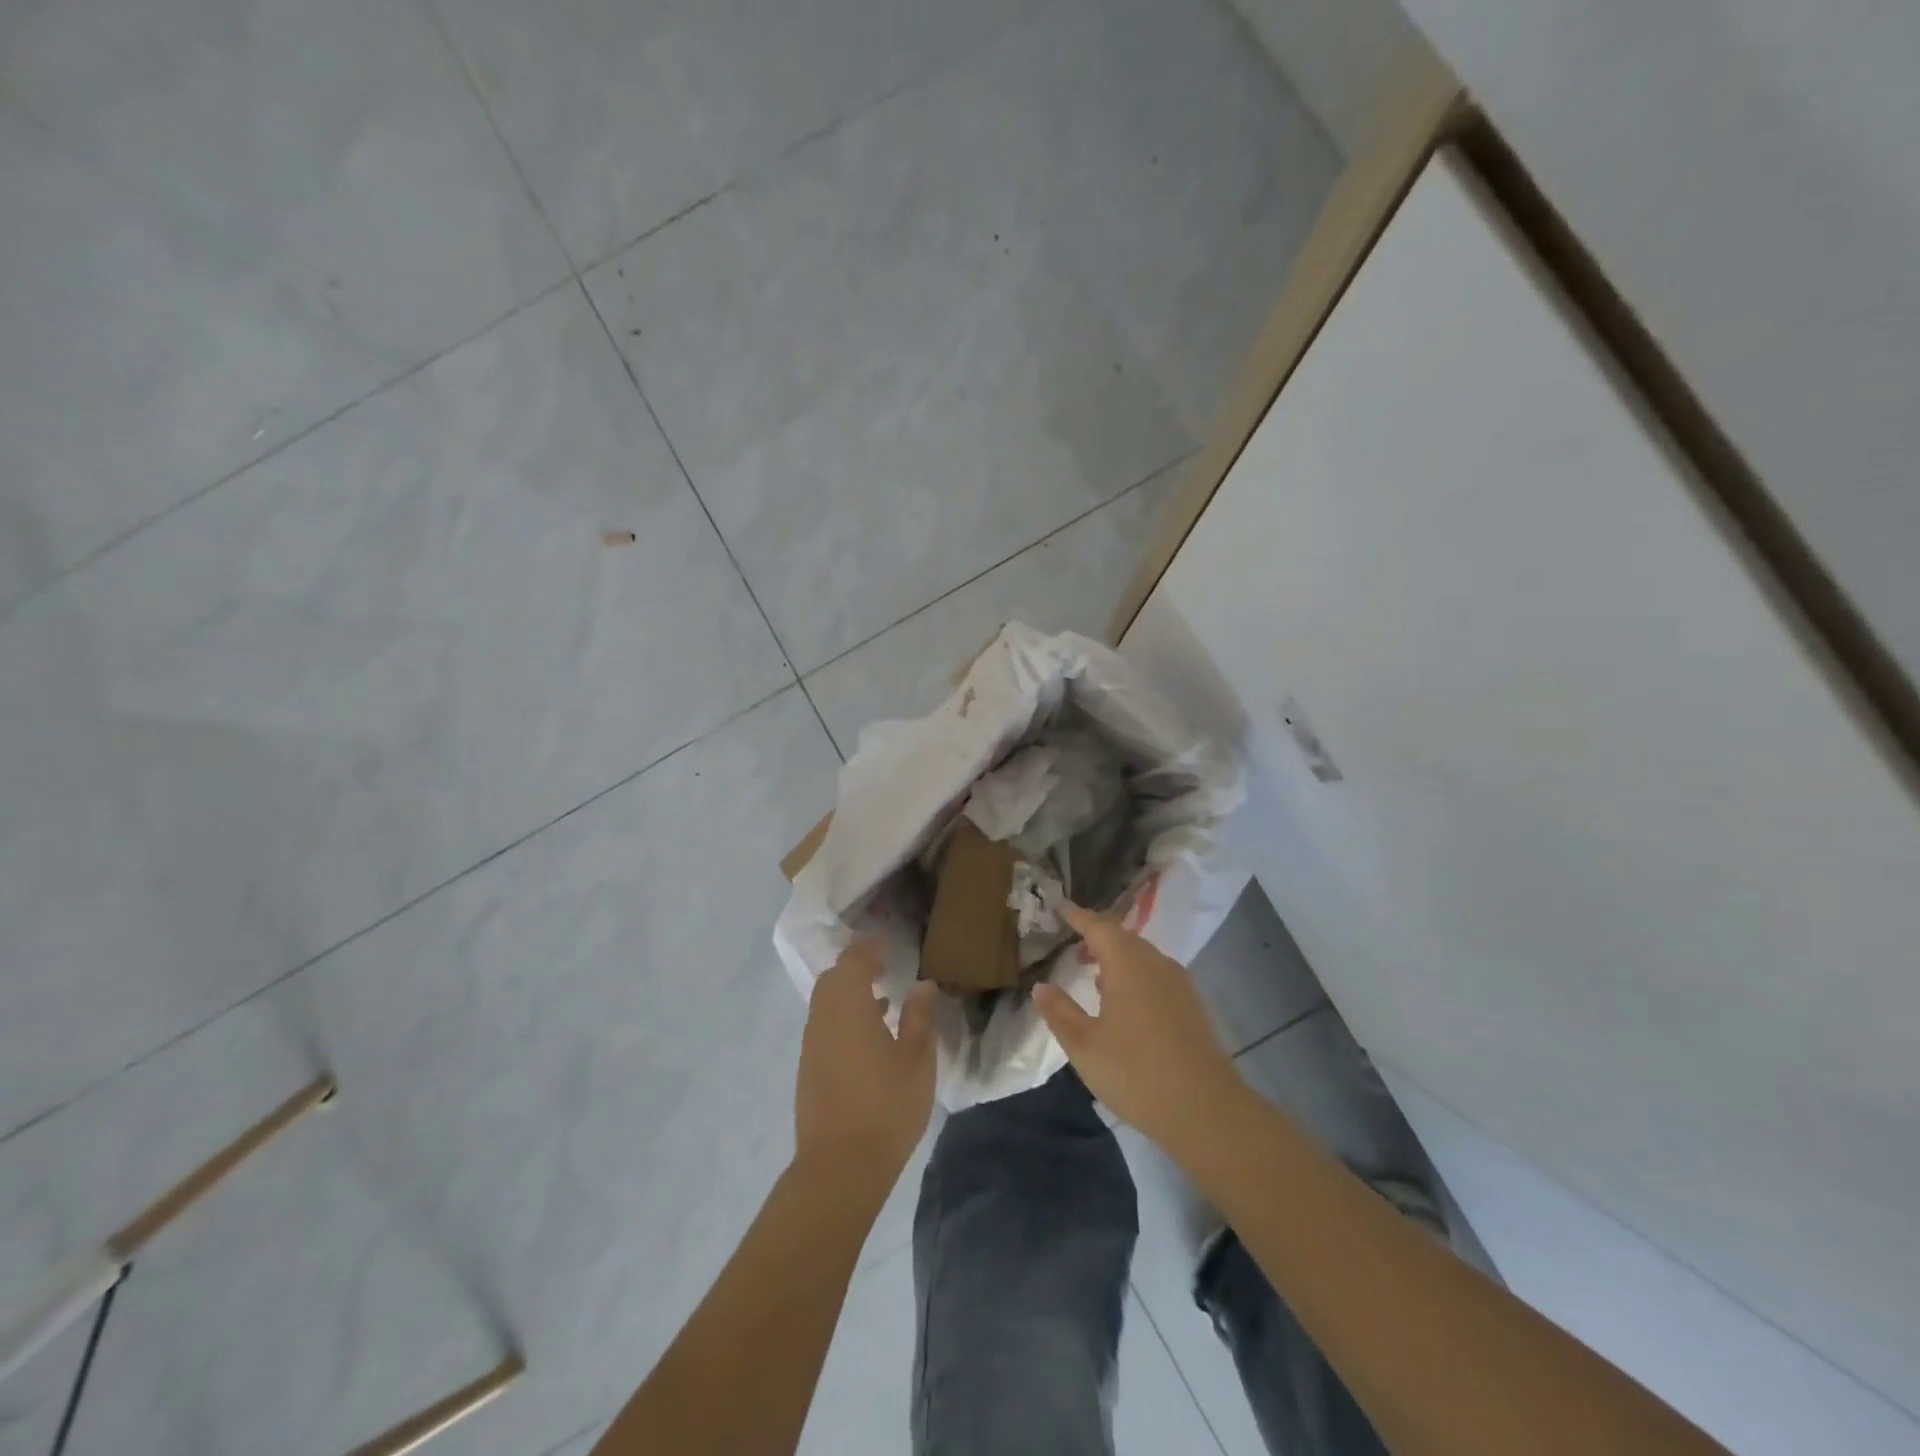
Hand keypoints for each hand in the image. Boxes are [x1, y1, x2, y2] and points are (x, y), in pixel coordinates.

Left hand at [795, 941, 938, 1180]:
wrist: (840, 1167)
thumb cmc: (886, 1107)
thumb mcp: (917, 1060)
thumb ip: (920, 1017)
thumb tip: (923, 984)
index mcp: (849, 1006)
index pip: (853, 961)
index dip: (868, 949)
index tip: (887, 946)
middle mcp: (824, 1018)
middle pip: (833, 979)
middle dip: (856, 968)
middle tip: (884, 969)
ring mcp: (812, 1045)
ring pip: (826, 1003)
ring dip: (850, 994)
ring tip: (883, 1001)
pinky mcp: (809, 1069)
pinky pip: (824, 1026)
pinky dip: (843, 1018)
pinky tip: (869, 1038)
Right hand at [1033, 902, 1248, 1155]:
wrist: (1206, 1111)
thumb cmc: (1136, 1073)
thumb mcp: (1084, 1046)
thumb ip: (1060, 1012)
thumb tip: (1041, 986)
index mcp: (1127, 964)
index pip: (1098, 927)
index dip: (1078, 916)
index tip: (1060, 906)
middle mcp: (1155, 964)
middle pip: (1123, 938)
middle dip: (1098, 934)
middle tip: (1074, 937)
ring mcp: (1178, 984)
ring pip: (1142, 956)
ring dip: (1117, 956)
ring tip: (1093, 969)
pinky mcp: (1191, 1006)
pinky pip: (1156, 975)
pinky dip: (1134, 974)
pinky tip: (1124, 999)